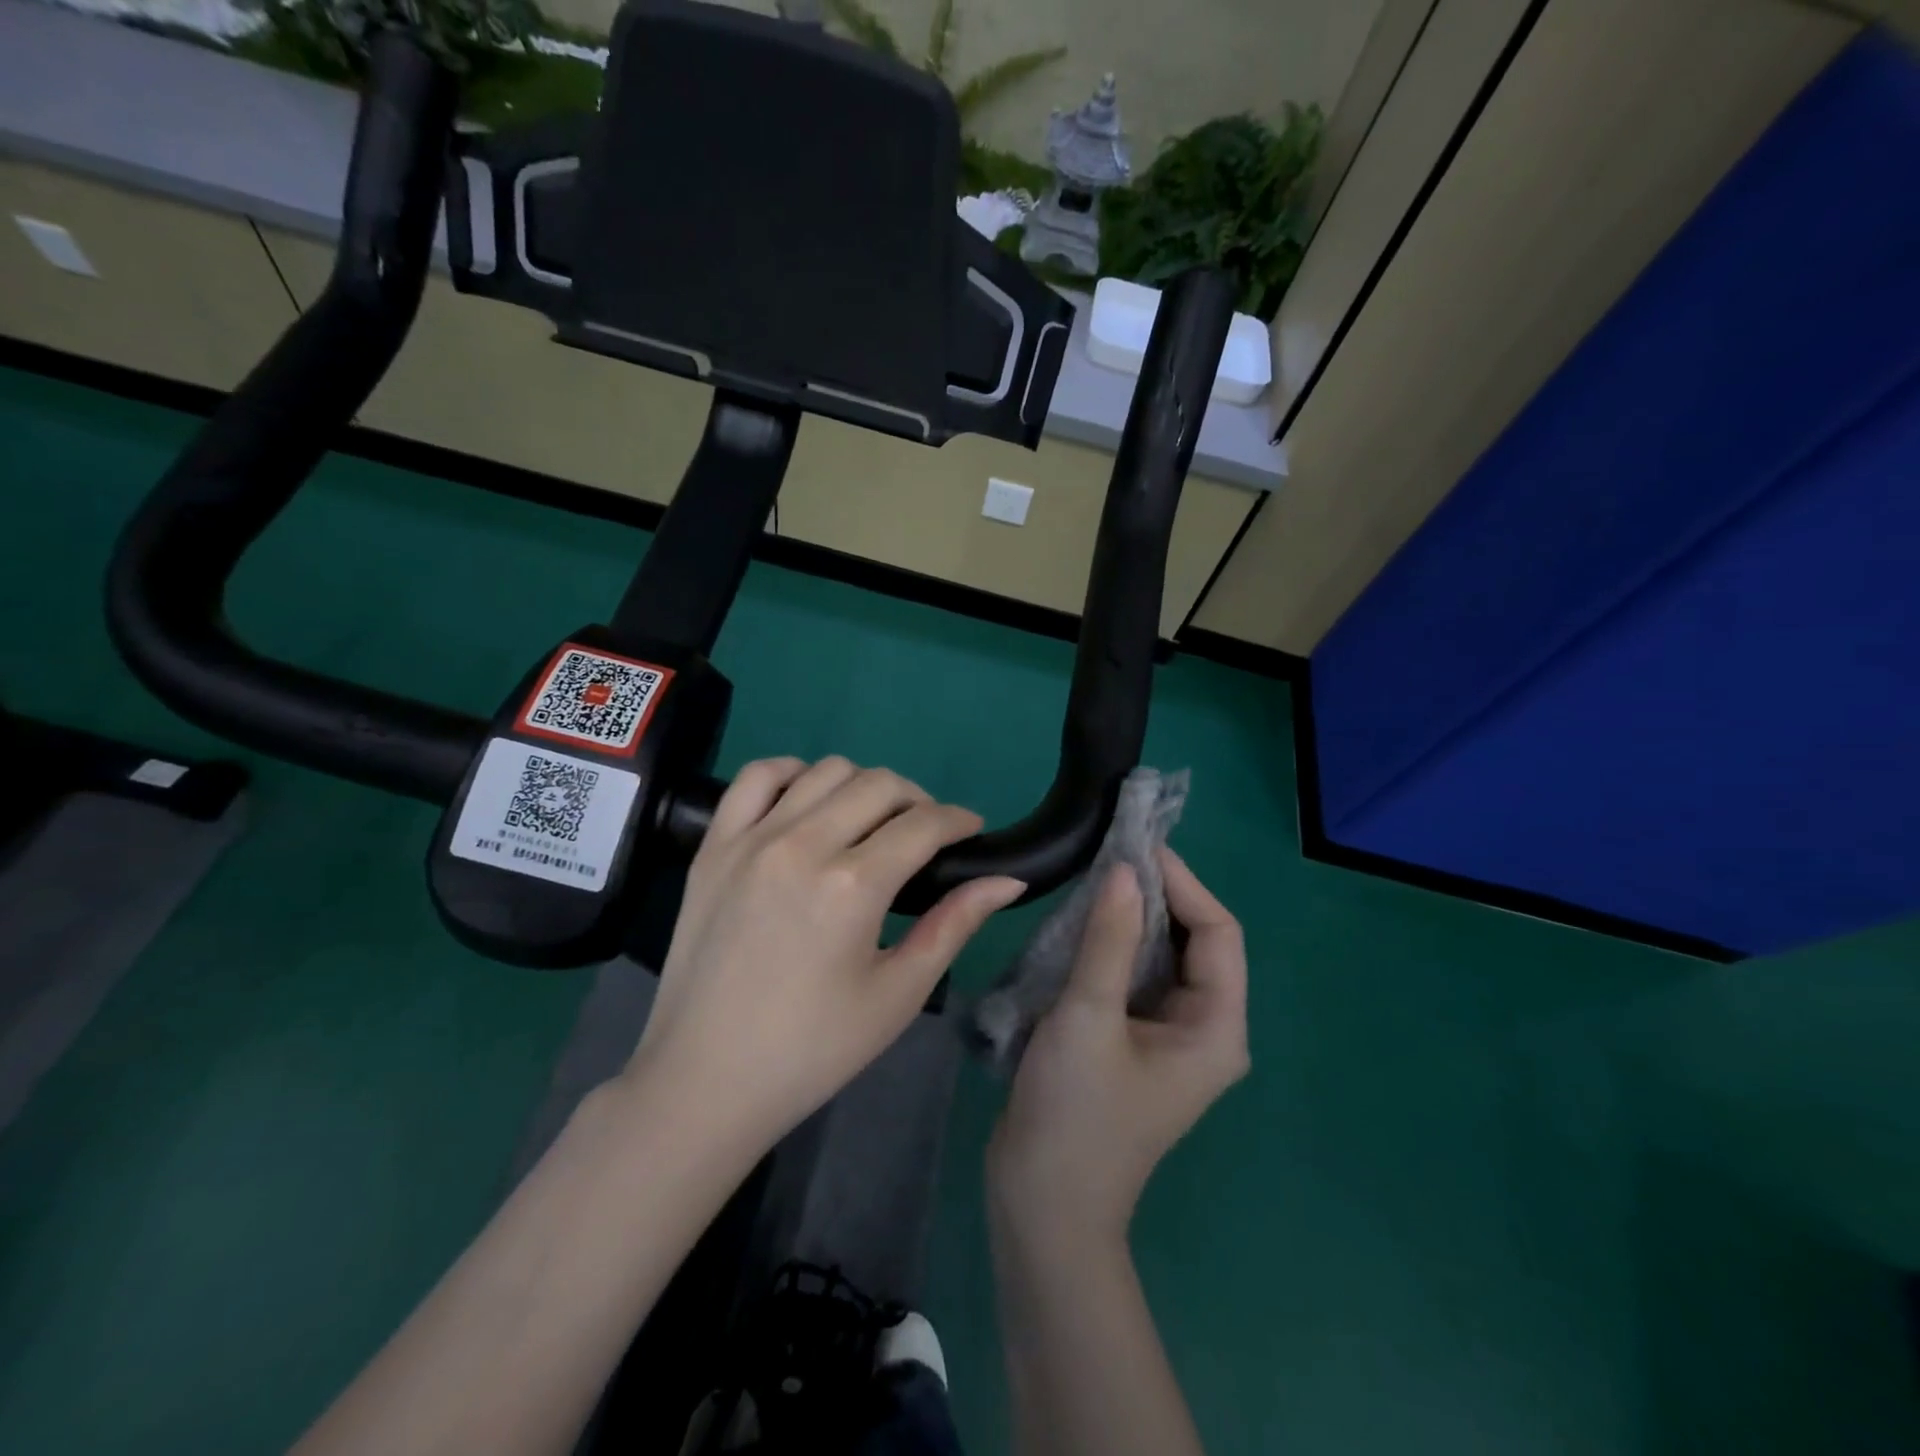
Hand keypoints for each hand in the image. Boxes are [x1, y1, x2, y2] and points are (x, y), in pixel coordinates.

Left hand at [628, 756, 1023, 1156]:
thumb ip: (954, 925)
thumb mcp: (897, 994)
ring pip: (825, 770)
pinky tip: (808, 802)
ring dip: (863, 786)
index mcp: (852, 886)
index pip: (923, 824)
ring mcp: (752, 839)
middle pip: (879, 784)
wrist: (705, 1078)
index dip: (959, 820)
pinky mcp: (714, 846)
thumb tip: (1008, 880)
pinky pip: (757, 777)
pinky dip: (793, 773)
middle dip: (918, 800)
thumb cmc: (812, 1048)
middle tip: (925, 835)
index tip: (971, 830)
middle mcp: (802, 845)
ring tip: (871, 822)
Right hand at [988, 849, 1248, 1247]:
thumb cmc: (1075, 1113)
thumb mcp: (1088, 1016)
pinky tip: (1082, 924)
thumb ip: (1109, 939)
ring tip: (1094, 877)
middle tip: (1111, 853)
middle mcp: (1203, 1029)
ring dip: (1133, 918)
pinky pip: (1135, 978)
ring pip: (1162, 958)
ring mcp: (1168, 1039)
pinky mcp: (1134, 1043)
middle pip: (1195, 942)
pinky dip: (1114, 945)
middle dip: (1158, 896)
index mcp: (1215, 1028)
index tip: (1137, 845)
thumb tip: (1125, 869)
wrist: (1042, 1203)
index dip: (1183, 883)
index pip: (1218, 932)